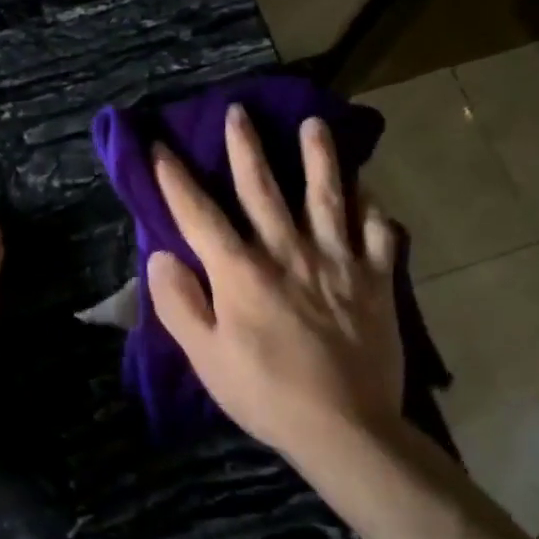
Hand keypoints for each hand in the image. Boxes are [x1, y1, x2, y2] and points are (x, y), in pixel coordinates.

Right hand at [146, 106, 405, 478]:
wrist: (345, 427)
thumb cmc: (265, 394)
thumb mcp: (205, 357)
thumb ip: (180, 303)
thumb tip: (162, 256)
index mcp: (240, 272)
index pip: (199, 214)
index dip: (175, 179)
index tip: (160, 146)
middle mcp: (287, 252)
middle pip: (263, 188)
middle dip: (246, 147)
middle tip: (238, 111)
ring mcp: (337, 261)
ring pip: (327, 196)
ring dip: (318, 157)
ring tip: (314, 124)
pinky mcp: (376, 279)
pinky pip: (378, 233)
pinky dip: (373, 209)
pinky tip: (369, 194)